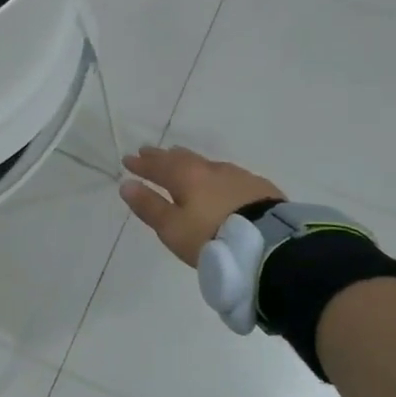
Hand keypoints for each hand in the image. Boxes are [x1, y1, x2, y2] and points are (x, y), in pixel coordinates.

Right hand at [120, 146, 284, 265]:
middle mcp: (211, 170)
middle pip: (182, 158)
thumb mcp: (172, 228)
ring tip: (182, 162)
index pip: (158, 166)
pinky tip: (219, 181)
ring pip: (207, 164)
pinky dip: (214, 175)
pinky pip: (228, 175)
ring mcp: (238, 176)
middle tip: (150, 152)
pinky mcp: (259, 188)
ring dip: (190, 162)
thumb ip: (149, 206)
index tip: (128, 160)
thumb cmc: (211, 237)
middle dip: (163, 157)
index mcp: (187, 177)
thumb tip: (127, 184)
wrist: (268, 244)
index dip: (142, 165)